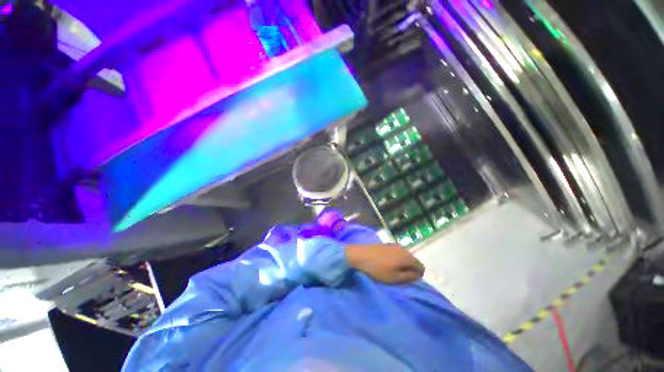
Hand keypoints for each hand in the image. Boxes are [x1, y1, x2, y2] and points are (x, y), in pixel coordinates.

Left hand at [345, 243, 424, 283]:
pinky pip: (395, 253)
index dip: (417, 276)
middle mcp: (402, 248)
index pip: (421, 267)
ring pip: (403, 257)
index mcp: (407, 256)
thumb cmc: (377, 269)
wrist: (358, 255)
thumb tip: (417, 275)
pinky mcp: (385, 244)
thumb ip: (409, 277)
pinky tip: (384, 264)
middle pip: (412, 260)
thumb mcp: (395, 278)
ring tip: (390, 271)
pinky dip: (394, 259)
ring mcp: (393, 244)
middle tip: (398, 277)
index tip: (406, 281)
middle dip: (408, 269)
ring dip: (400, 264)